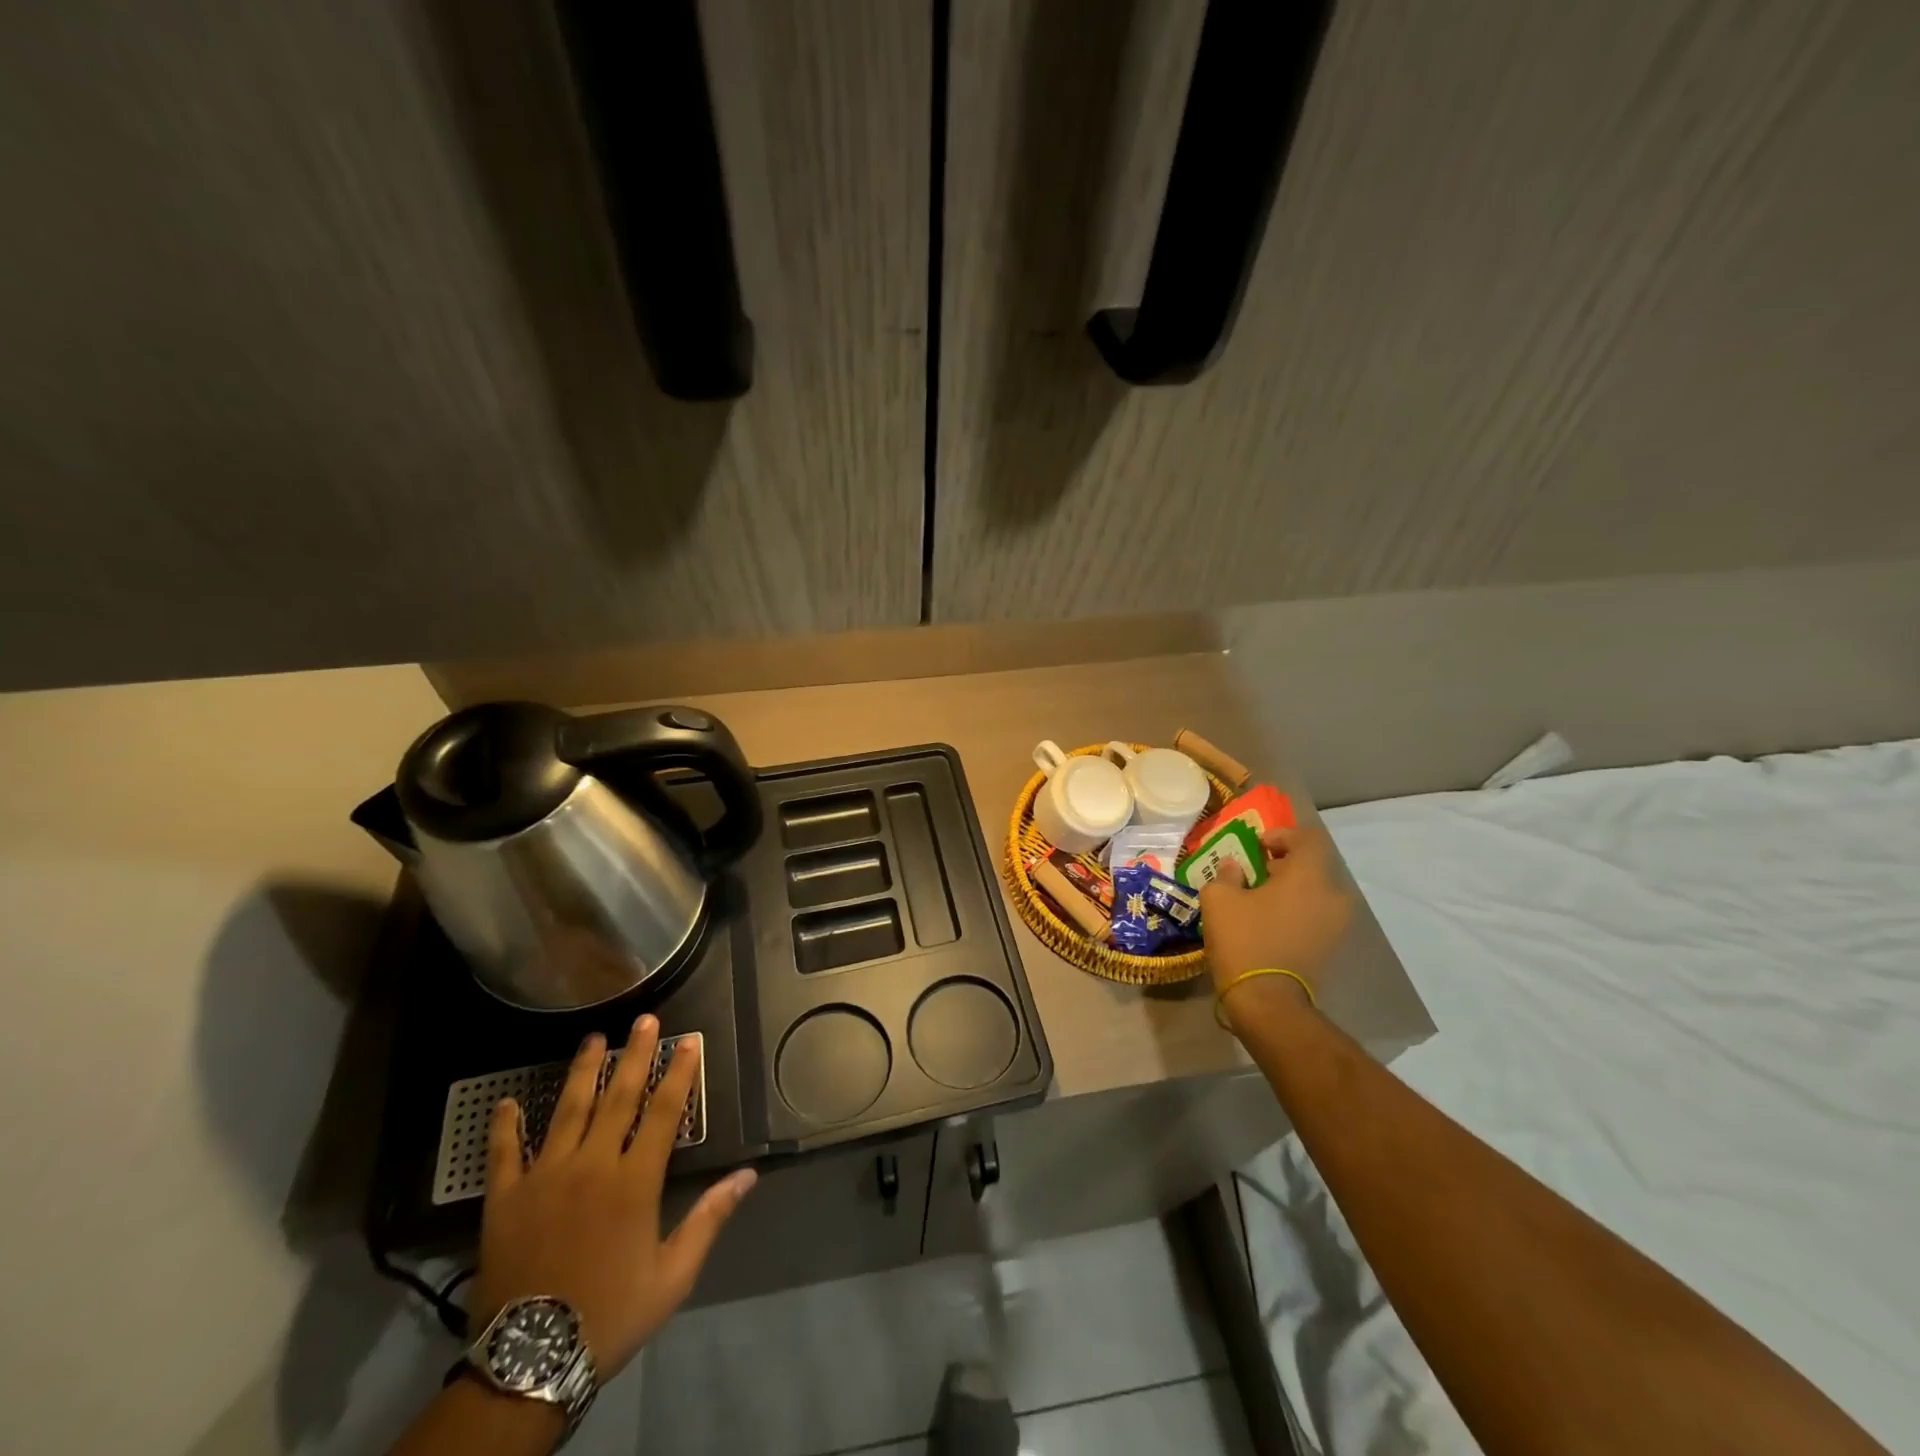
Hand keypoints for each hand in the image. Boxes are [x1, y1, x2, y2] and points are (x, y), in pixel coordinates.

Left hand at [471, 1017, 756, 1382]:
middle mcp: (593, 1165)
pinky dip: (504, 1126)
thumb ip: (709, 1218)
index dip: (679, 1072)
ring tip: (593, 1038)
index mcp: (635, 1181)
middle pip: (619, 1096)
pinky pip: (504, 1153)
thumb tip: (748, 1175)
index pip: (665, 1111)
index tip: (689, 1041)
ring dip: (583, 1071)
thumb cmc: (610, 1313)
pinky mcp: (506, 1198)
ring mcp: (546, 1177)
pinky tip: (505, 1102)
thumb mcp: (673, 1275)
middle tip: (645, 1019)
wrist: (530, 1363)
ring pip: (568, 1110)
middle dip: (636, 1054)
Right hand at [1198, 825, 1352, 1002]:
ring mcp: (1337, 925)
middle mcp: (1333, 896)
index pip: (1308, 838)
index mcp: (1310, 876)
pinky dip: (1295, 910)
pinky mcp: (1331, 947)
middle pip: (1313, 865)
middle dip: (1283, 863)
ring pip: (1315, 892)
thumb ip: (1227, 874)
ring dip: (1289, 889)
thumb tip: (1235, 868)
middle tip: (1254, 871)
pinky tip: (1267, 922)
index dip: (1282, 835)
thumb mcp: (1219, 899)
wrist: (1268, 1002)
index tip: (1257, 846)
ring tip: (1257, 899)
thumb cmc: (1244, 940)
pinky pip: (1315, 915)